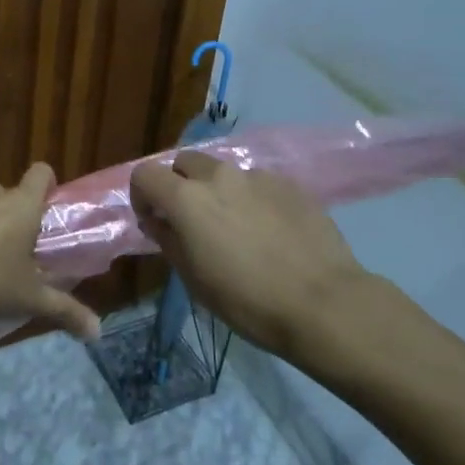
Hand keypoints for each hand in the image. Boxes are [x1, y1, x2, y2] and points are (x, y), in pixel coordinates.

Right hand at [130, 150, 367, 354]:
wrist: (322, 302)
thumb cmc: (247, 300)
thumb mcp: (194, 280)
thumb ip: (168, 241)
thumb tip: (157, 222)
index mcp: (187, 199)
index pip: (145, 174)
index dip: (141, 195)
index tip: (153, 220)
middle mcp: (219, 176)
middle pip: (184, 162)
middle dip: (179, 184)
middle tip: (191, 219)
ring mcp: (257, 176)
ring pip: (224, 171)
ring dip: (218, 191)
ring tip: (236, 226)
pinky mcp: (288, 184)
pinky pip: (257, 183)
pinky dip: (251, 199)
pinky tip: (270, 231)